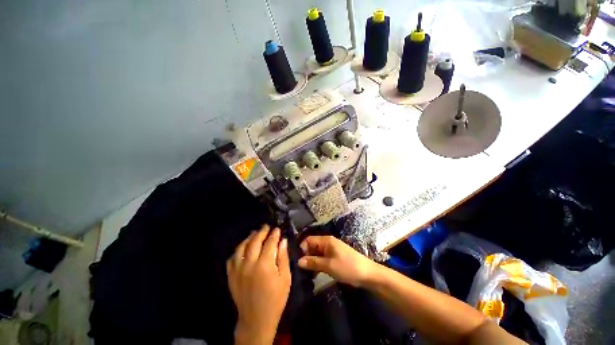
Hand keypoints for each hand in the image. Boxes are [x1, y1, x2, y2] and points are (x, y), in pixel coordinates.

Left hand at [227, 225, 290, 344]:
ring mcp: (238, 270)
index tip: (277, 229)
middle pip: (254, 241)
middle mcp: (249, 264)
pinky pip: (232, 258)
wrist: (257, 319)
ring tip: (255, 233)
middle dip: (261, 232)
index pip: (269, 243)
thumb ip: (283, 257)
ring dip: (249, 238)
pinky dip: (238, 250)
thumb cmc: (276, 299)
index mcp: (265, 265)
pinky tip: (243, 248)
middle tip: (266, 227)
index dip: (274, 234)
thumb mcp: (285, 278)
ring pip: (241, 247)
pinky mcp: (231, 276)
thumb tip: (282, 241)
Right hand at [298, 236, 377, 287]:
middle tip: (300, 270)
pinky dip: (318, 264)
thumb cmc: (347, 267)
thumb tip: (298, 261)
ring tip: (306, 274)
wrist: (367, 274)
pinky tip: (314, 274)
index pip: (308, 240)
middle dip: (306, 256)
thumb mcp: (328, 265)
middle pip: (312, 246)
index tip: (297, 262)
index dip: (302, 249)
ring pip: (317, 253)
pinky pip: (323, 258)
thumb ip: (313, 262)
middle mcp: (328, 242)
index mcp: (326, 240)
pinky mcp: (335, 257)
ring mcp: (332, 250)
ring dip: (311, 261)